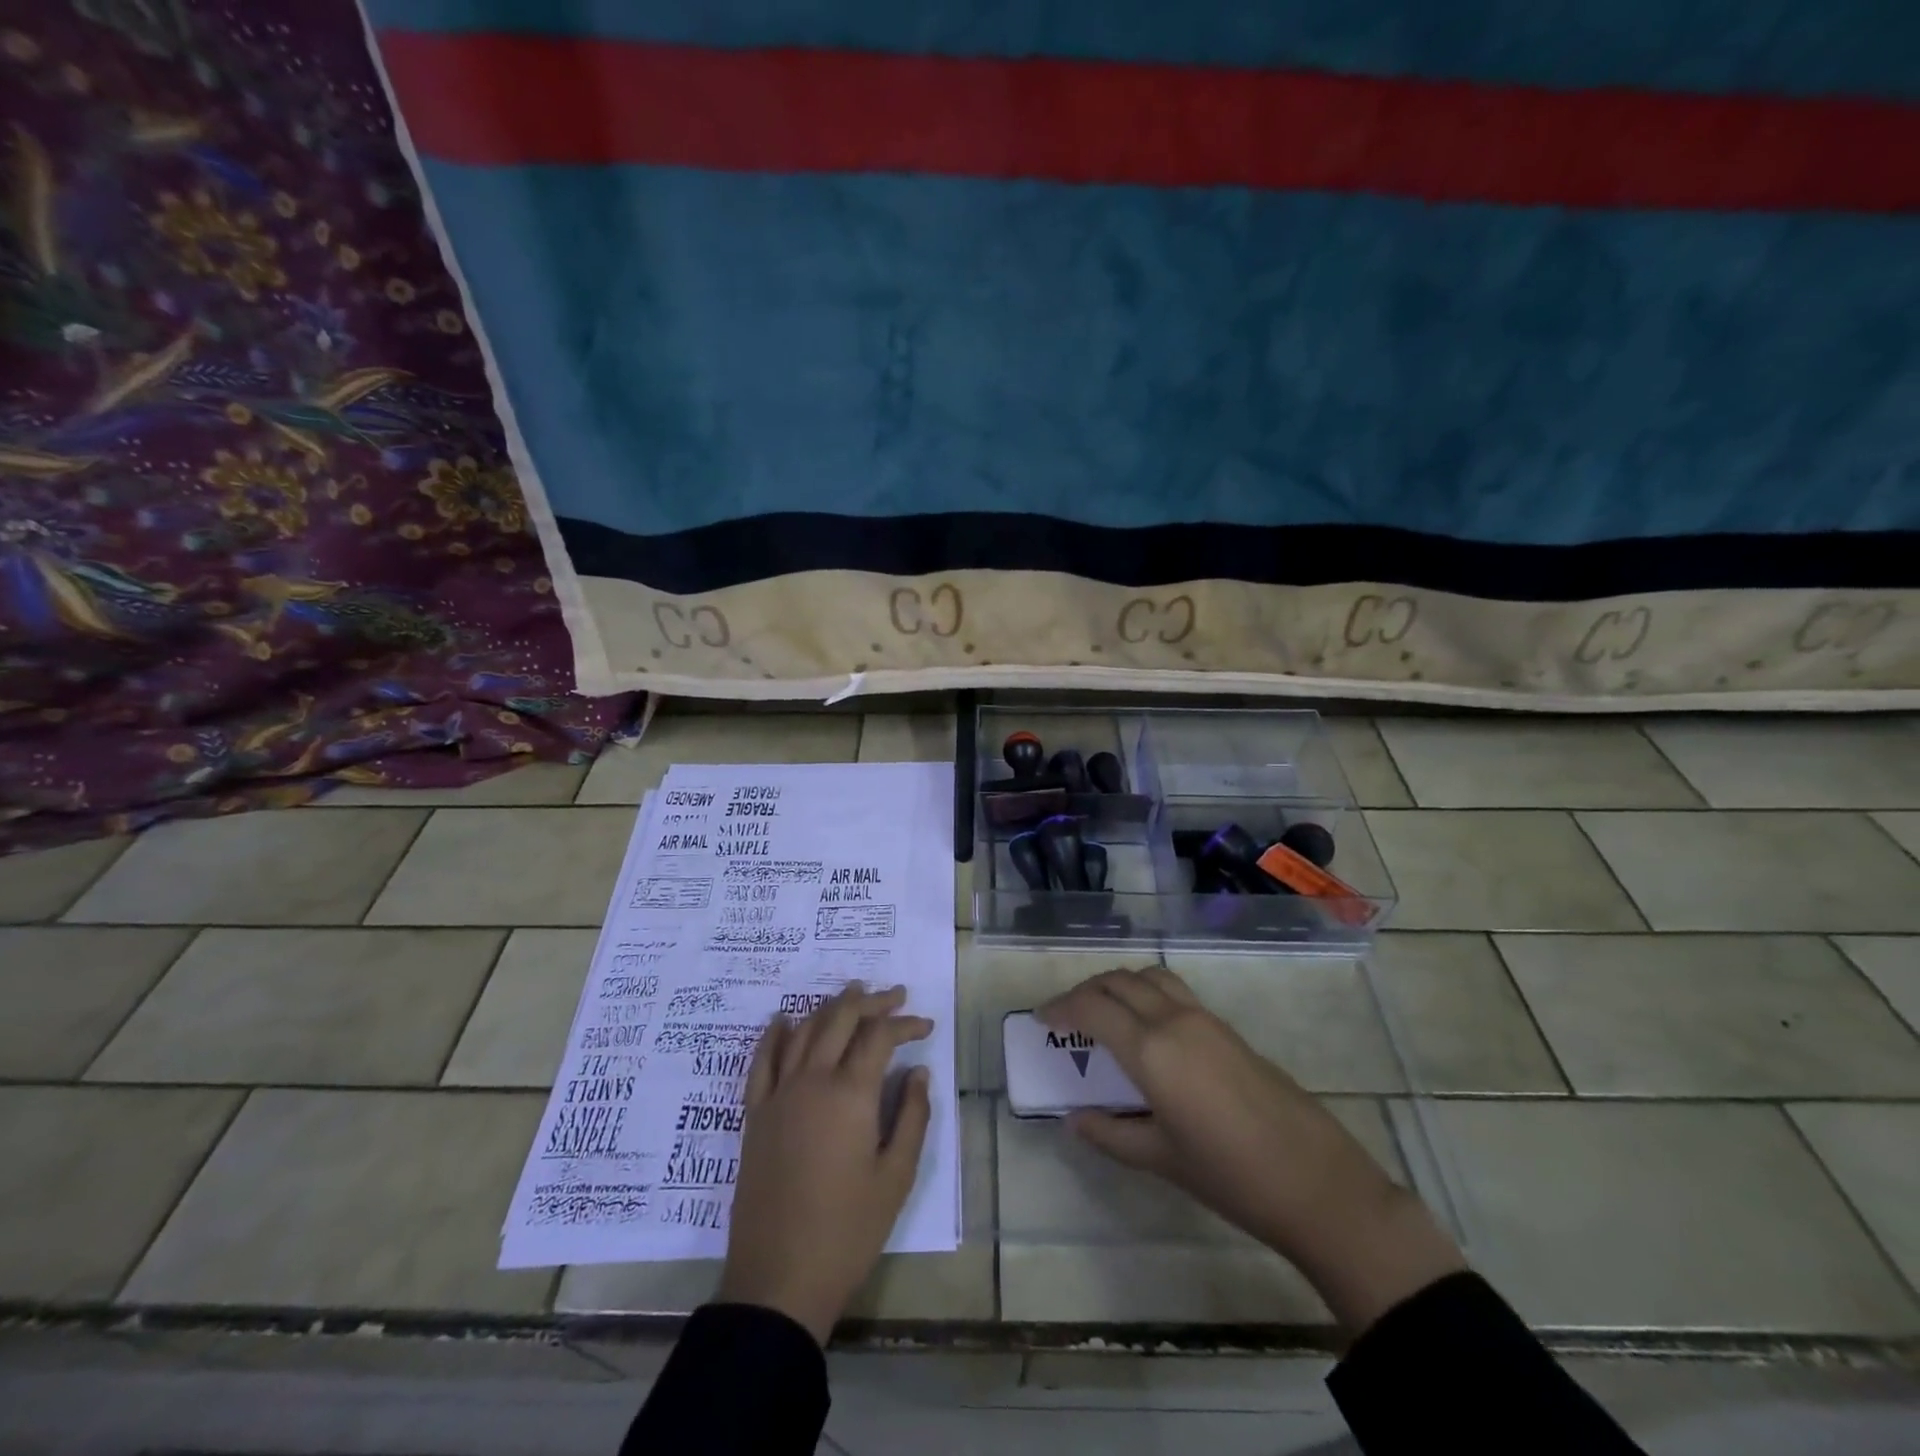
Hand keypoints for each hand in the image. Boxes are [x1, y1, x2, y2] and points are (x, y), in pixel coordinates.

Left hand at [717, 983, 932, 1342]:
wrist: (778, 1279)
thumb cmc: (847, 1231)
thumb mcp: (896, 1177)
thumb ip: (911, 1117)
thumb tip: (918, 1072)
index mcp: (850, 1094)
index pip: (880, 1036)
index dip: (905, 1024)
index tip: (926, 1026)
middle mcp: (812, 1080)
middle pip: (841, 1018)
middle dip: (871, 1001)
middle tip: (894, 996)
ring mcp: (778, 1094)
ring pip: (804, 1030)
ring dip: (830, 1007)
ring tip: (852, 996)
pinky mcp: (755, 1114)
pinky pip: (762, 1060)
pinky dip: (775, 1034)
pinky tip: (784, 1020)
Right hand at [1039, 967, 1465, 1336]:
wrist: (1316, 1182)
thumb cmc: (1230, 1176)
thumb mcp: (1160, 1158)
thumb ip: (1110, 1133)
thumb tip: (1075, 1118)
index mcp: (1151, 1050)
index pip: (1092, 1008)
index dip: (1061, 1006)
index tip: (1041, 1018)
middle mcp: (1174, 1019)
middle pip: (1118, 981)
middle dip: (1085, 991)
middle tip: (1065, 1016)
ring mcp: (1205, 1018)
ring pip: (1148, 977)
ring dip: (1118, 985)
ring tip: (1103, 1013)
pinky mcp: (1226, 1027)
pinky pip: (1173, 990)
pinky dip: (1145, 993)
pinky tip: (1145, 1027)